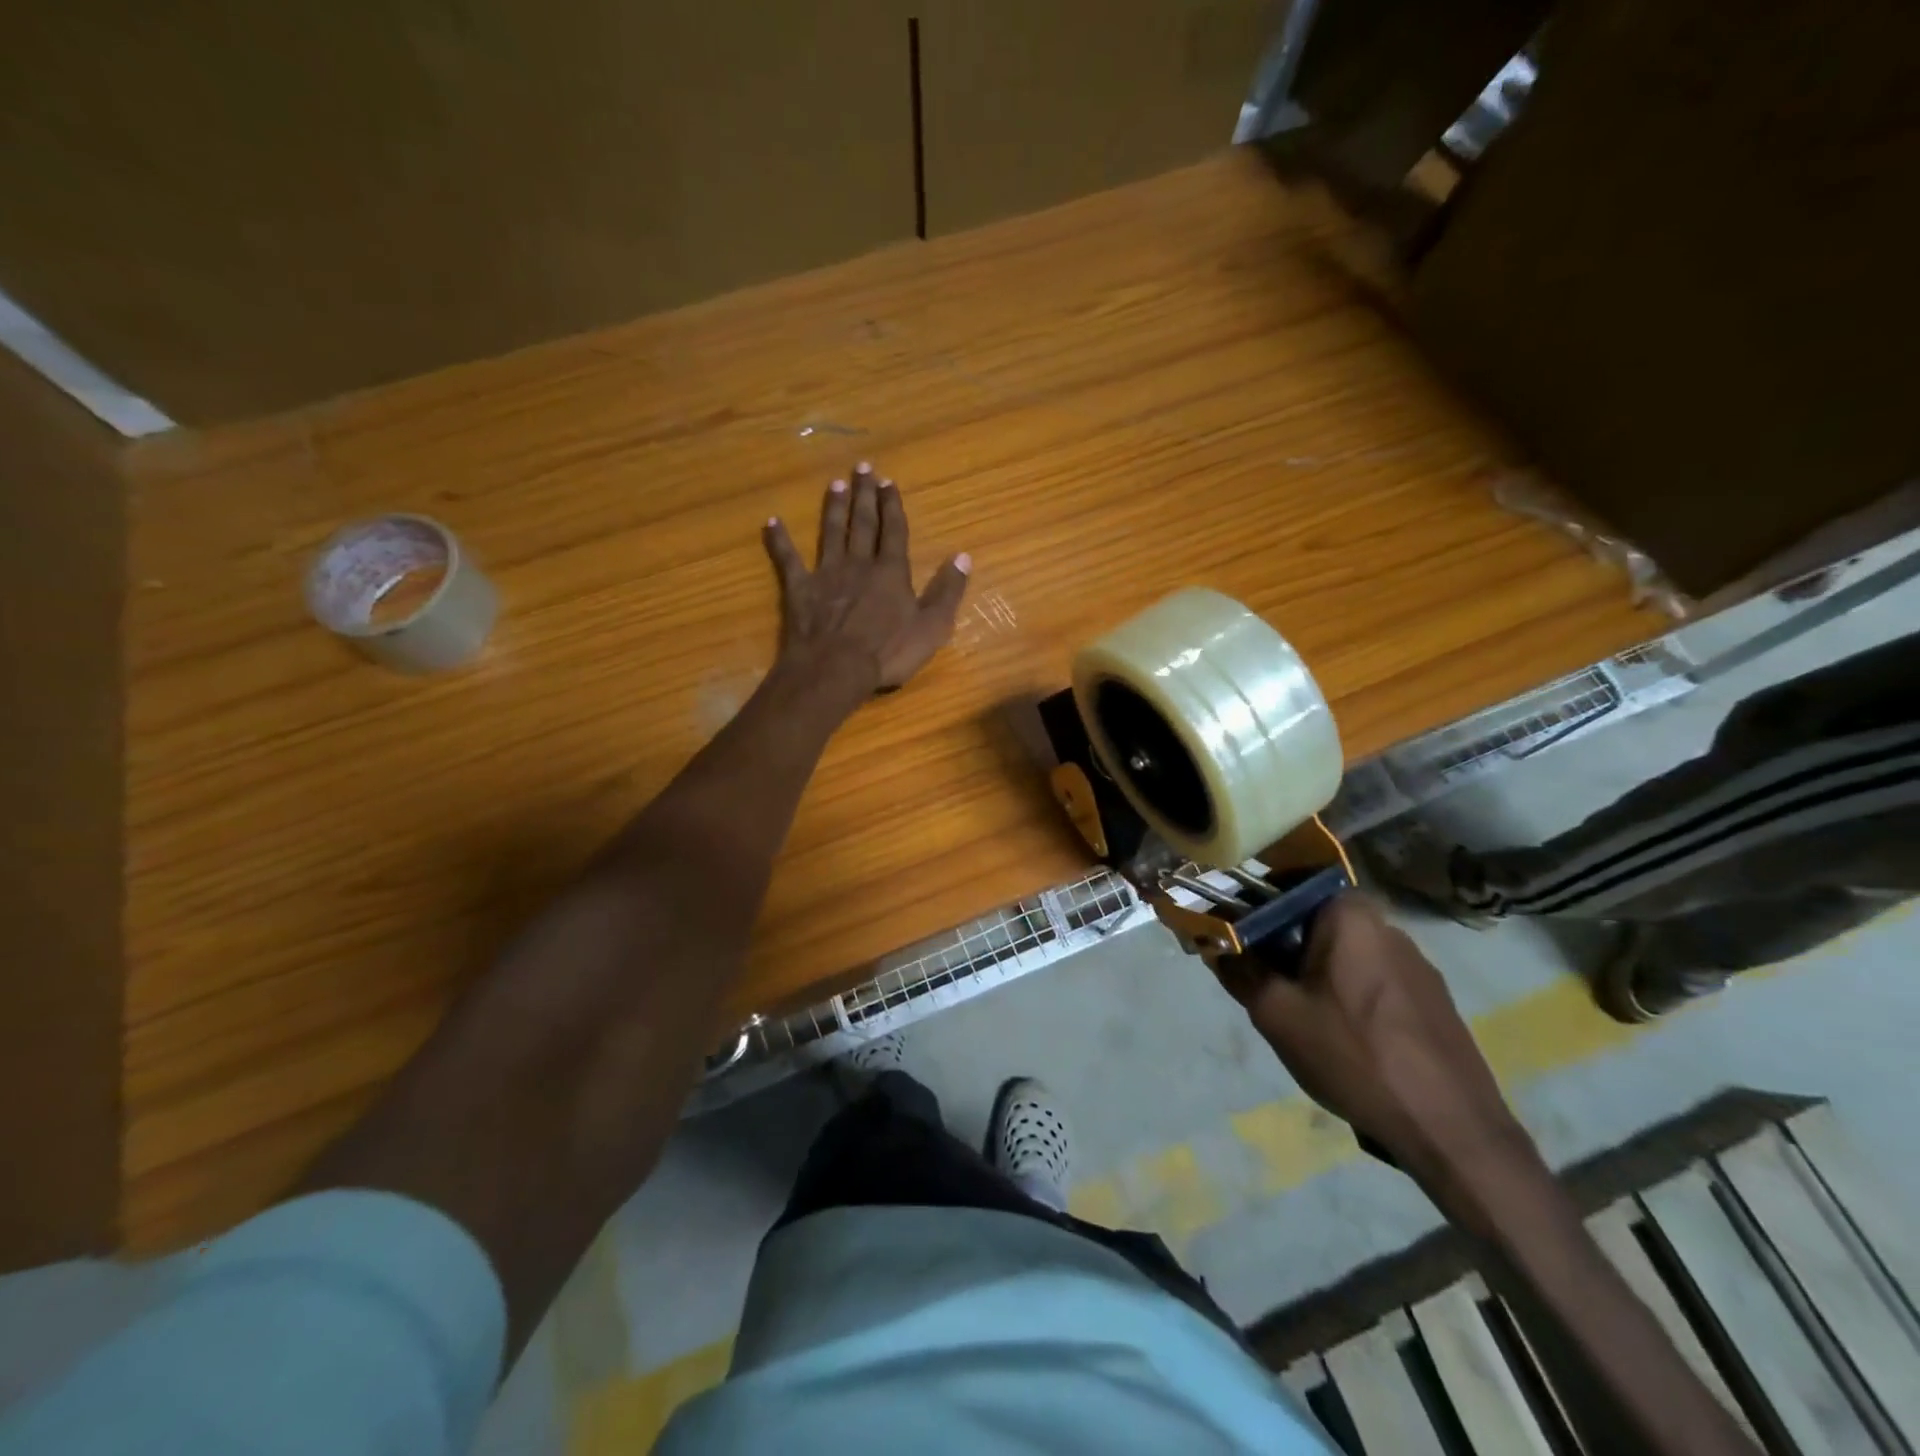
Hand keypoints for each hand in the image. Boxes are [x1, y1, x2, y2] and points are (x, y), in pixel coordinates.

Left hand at [763, 464, 970, 694]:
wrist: (836, 669)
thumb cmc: (888, 652)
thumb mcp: (932, 627)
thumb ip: (947, 591)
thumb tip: (963, 557)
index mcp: (891, 572)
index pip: (894, 531)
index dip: (892, 506)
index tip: (889, 482)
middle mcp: (859, 564)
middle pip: (863, 524)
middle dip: (864, 495)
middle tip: (863, 467)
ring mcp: (827, 574)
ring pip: (831, 533)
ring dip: (834, 508)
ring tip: (835, 483)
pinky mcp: (800, 590)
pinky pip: (787, 560)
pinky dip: (780, 541)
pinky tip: (772, 522)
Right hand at [1221, 894, 1529, 1197]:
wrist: (1451, 1130)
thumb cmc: (1354, 1056)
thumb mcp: (1276, 1014)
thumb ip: (1239, 970)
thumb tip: (1215, 945)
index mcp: (1349, 914)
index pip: (1286, 887)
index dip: (1252, 911)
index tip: (1236, 944)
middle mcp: (1386, 925)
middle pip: (1314, 922)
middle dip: (1282, 949)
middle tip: (1264, 989)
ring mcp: (1416, 963)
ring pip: (1343, 953)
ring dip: (1315, 974)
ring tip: (1304, 1021)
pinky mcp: (1432, 998)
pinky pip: (1372, 979)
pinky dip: (1348, 995)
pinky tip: (1347, 1040)